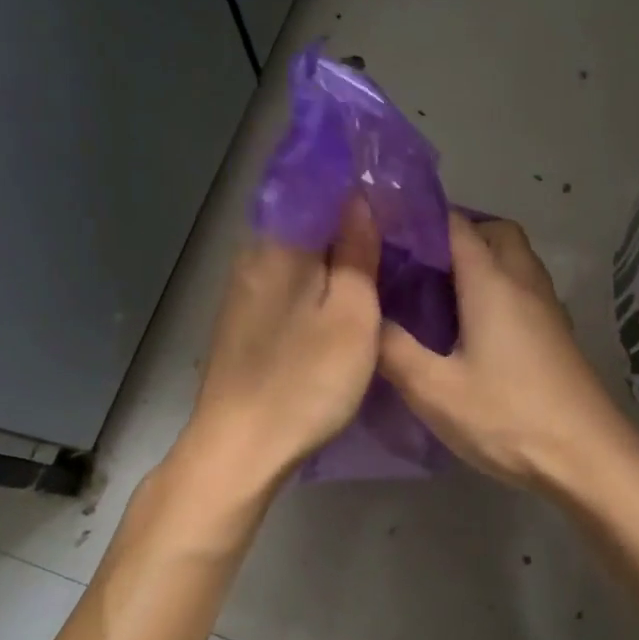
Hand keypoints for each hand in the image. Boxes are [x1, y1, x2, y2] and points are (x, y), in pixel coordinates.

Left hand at [179, 198, 383, 493]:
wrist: (239, 448)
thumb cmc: (306, 381)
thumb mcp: (351, 315)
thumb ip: (356, 253)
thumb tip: (360, 199)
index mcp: (280, 245)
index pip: (322, 191)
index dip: (361, 191)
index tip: (398, 199)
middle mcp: (254, 255)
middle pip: (309, 222)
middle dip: (351, 224)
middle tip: (399, 235)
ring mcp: (244, 289)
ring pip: (299, 254)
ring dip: (334, 254)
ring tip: (379, 263)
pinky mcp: (243, 318)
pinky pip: (287, 281)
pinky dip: (316, 281)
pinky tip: (340, 297)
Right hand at [379, 213, 628, 490]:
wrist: (588, 457)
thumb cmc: (508, 417)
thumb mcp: (435, 389)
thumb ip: (393, 348)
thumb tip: (364, 318)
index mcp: (492, 282)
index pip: (456, 225)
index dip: (420, 219)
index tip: (384, 230)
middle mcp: (524, 282)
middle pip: (495, 232)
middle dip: (457, 235)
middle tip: (418, 265)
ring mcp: (547, 307)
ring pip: (514, 260)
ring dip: (481, 261)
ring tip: (439, 293)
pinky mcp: (556, 333)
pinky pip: (523, 288)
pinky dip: (498, 288)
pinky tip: (473, 327)